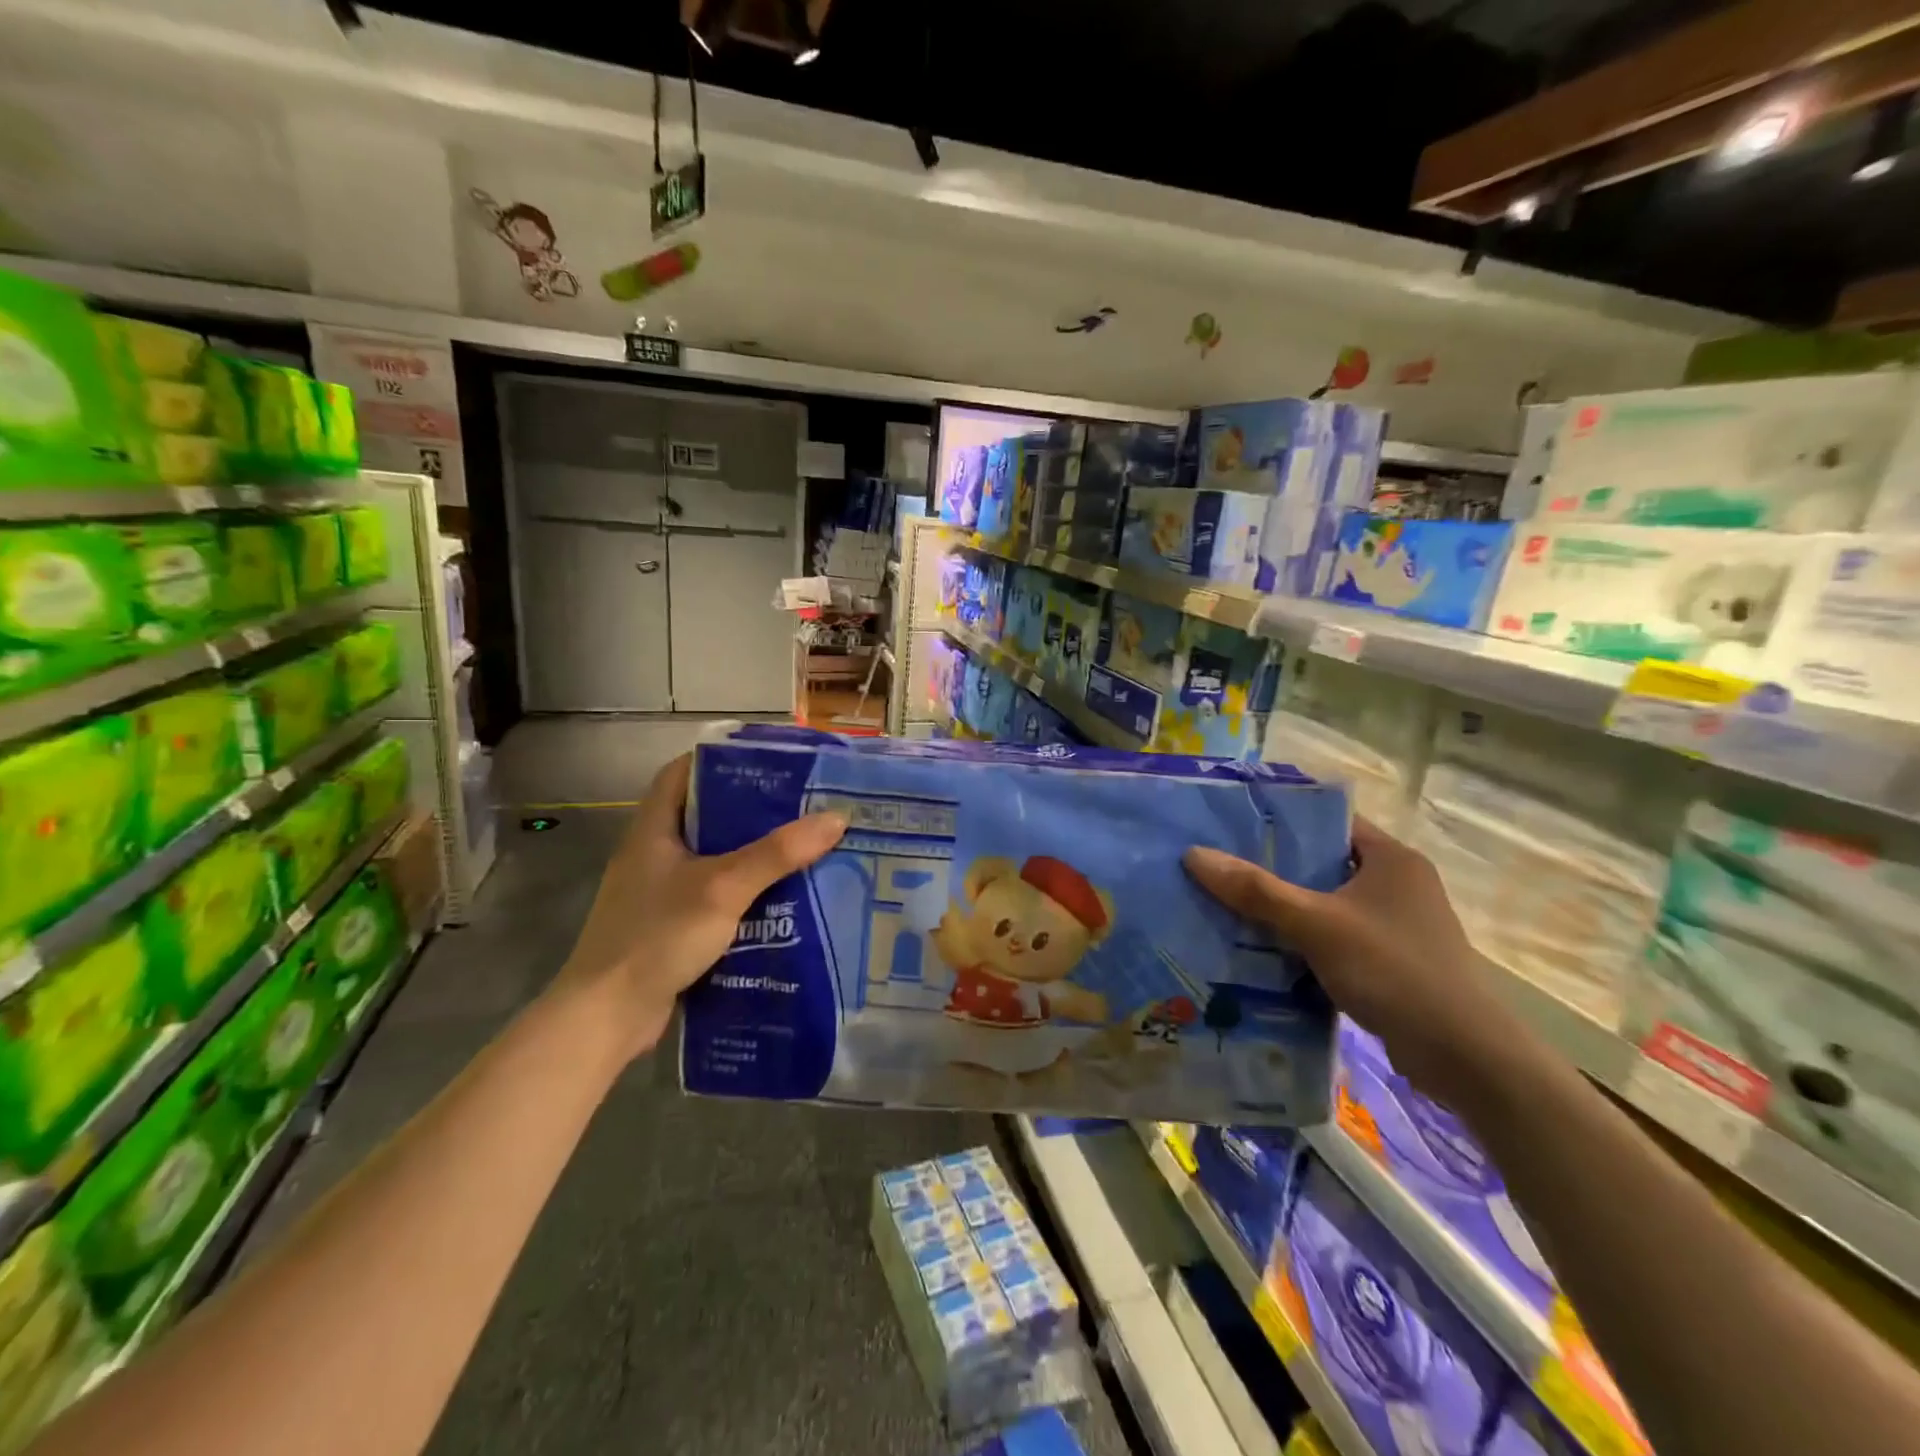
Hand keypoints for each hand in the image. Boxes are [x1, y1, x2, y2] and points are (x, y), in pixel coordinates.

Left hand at [555, 754, 846, 1061]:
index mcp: (653, 830)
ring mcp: (658, 894)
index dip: (719, 760)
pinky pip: (713, 897)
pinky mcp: (668, 927)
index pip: (681, 774)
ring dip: (751, 855)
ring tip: (800, 847)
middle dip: (750, 810)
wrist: (607, 1017)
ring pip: (712, 860)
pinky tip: (780, 900)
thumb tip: (836, 818)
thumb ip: (778, 853)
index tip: (766, 761)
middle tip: (799, 805)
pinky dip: (743, 893)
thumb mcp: (723, 887)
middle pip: (704, 816)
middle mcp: (652, 855)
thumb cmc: (657, 935)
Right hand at [1184, 817, 1524, 1106]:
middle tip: (1219, 868)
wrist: (1465, 1057)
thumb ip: (1255, 890)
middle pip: (1322, 864)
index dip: (1281, 820)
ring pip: (1326, 905)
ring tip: (1228, 907)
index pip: (1328, 821)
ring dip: (1285, 910)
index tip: (1231, 826)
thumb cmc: (1393, 970)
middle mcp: (1397, 884)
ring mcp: (1396, 925)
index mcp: (1391, 858)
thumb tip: (1193, 854)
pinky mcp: (1392, 962)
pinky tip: (1262, 951)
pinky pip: (1335, 938)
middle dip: (1272, 869)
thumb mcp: (1316, 924)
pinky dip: (1303, 942)